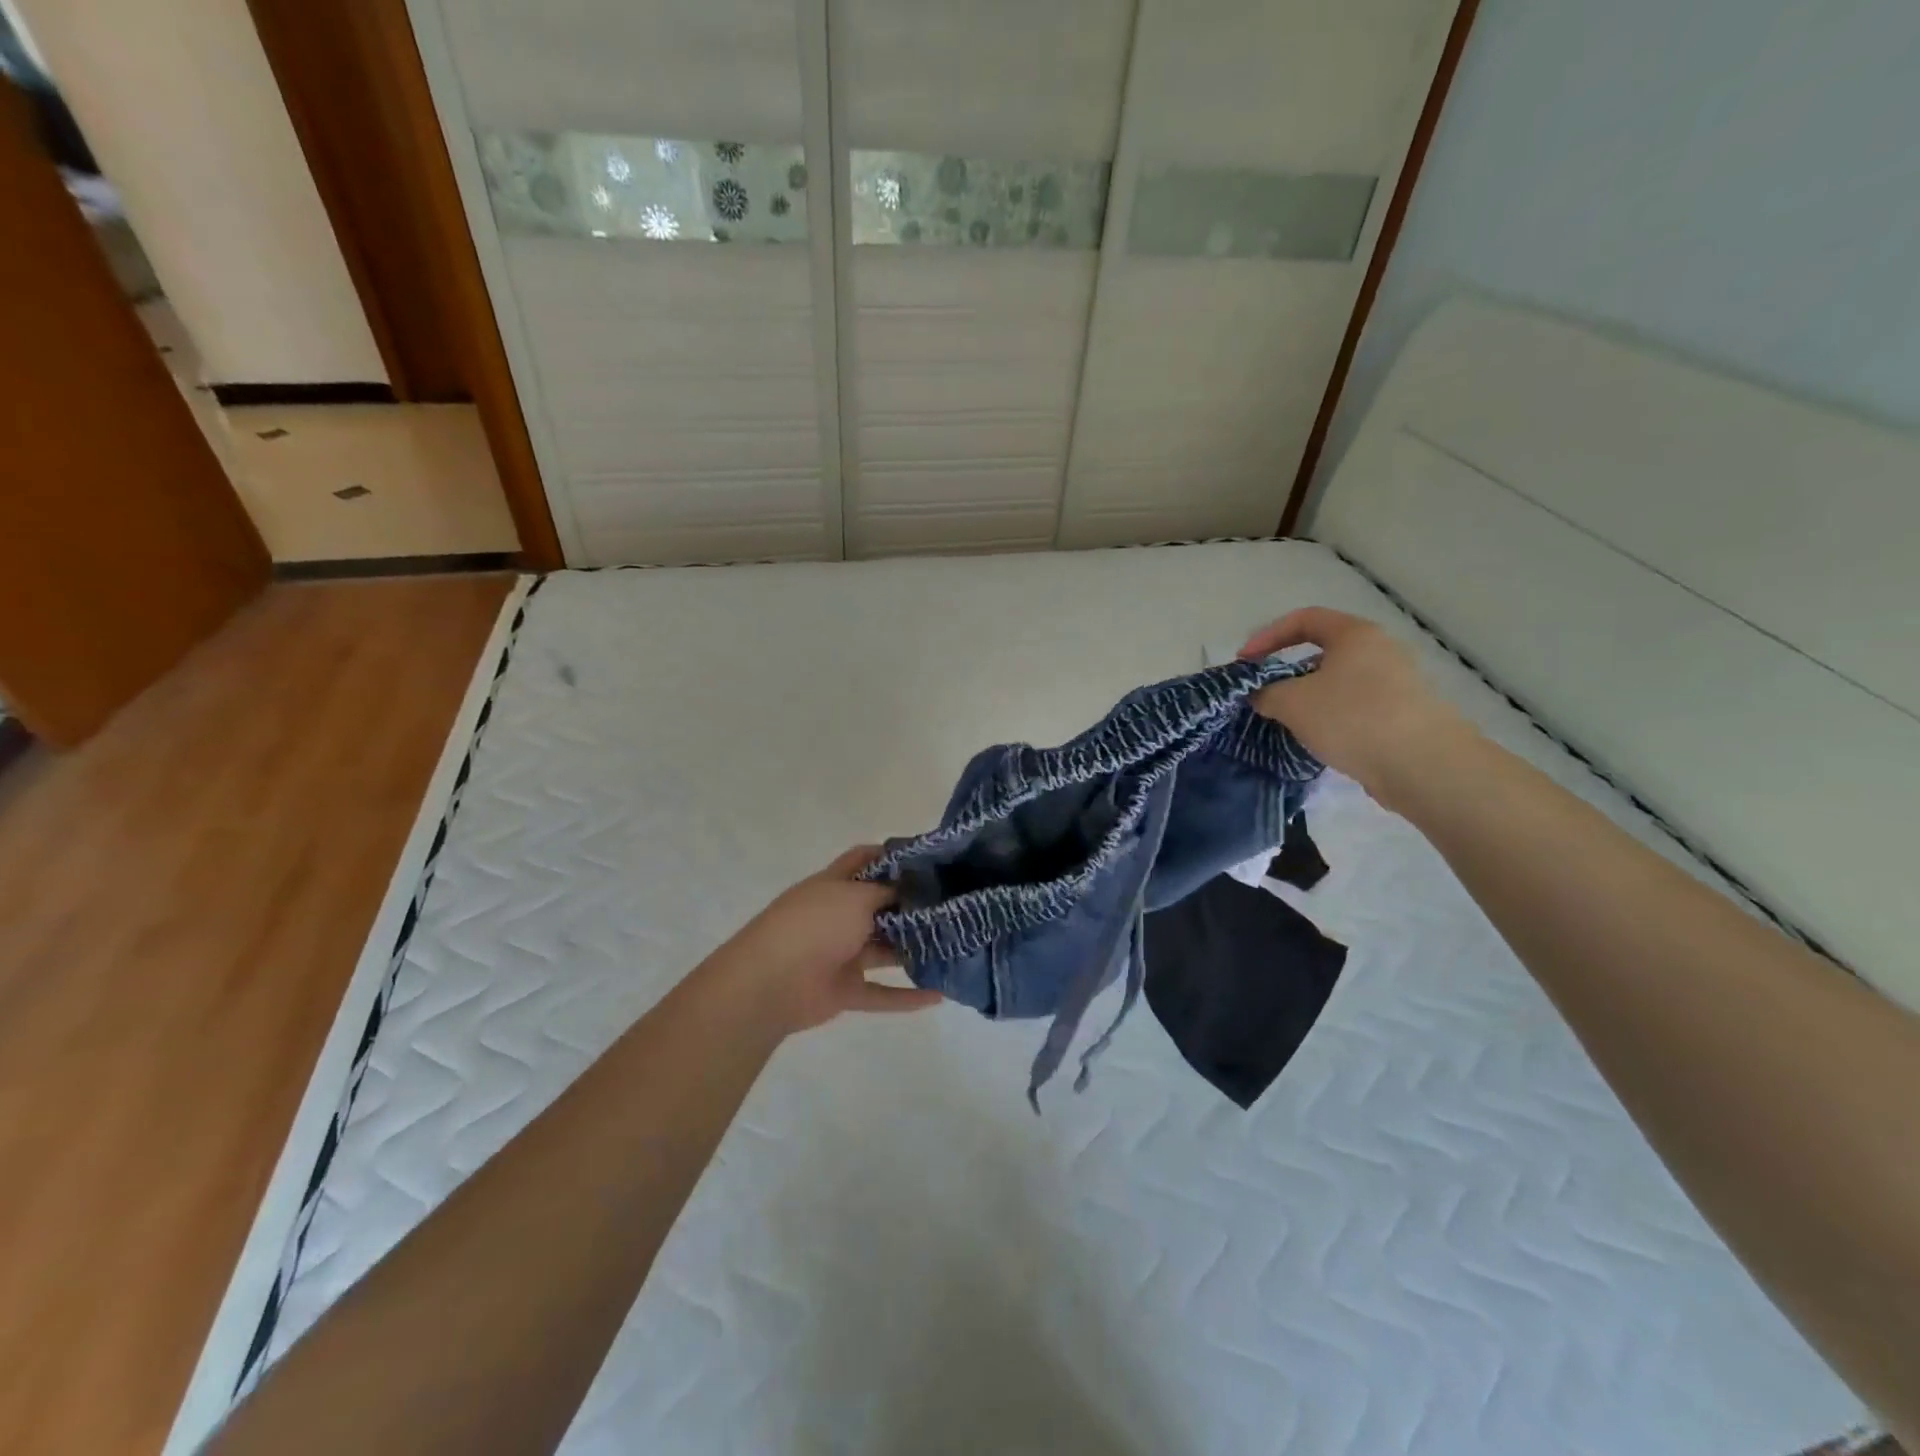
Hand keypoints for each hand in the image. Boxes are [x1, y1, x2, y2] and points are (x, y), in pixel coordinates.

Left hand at [705, 846, 941, 1034]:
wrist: (770, 984)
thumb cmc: (814, 926)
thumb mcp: (855, 897)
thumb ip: (886, 892)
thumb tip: (908, 889)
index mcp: (834, 885)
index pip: (863, 860)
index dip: (891, 855)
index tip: (928, 859)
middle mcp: (838, 916)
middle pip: (879, 907)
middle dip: (911, 906)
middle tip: (952, 906)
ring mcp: (841, 954)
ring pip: (884, 950)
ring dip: (912, 949)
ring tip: (952, 946)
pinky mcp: (844, 990)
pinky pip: (881, 993)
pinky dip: (906, 996)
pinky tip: (938, 996)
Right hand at [1241, 607, 1475, 808]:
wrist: (1423, 765)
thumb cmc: (1352, 718)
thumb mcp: (1292, 702)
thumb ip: (1266, 693)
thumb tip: (1260, 695)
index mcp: (1355, 635)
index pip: (1304, 619)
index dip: (1267, 636)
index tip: (1245, 662)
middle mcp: (1380, 650)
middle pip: (1322, 651)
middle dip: (1287, 671)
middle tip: (1264, 693)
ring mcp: (1397, 683)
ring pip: (1338, 682)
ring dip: (1308, 697)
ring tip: (1287, 721)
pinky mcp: (1403, 714)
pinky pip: (1355, 707)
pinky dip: (1331, 717)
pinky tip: (1319, 740)